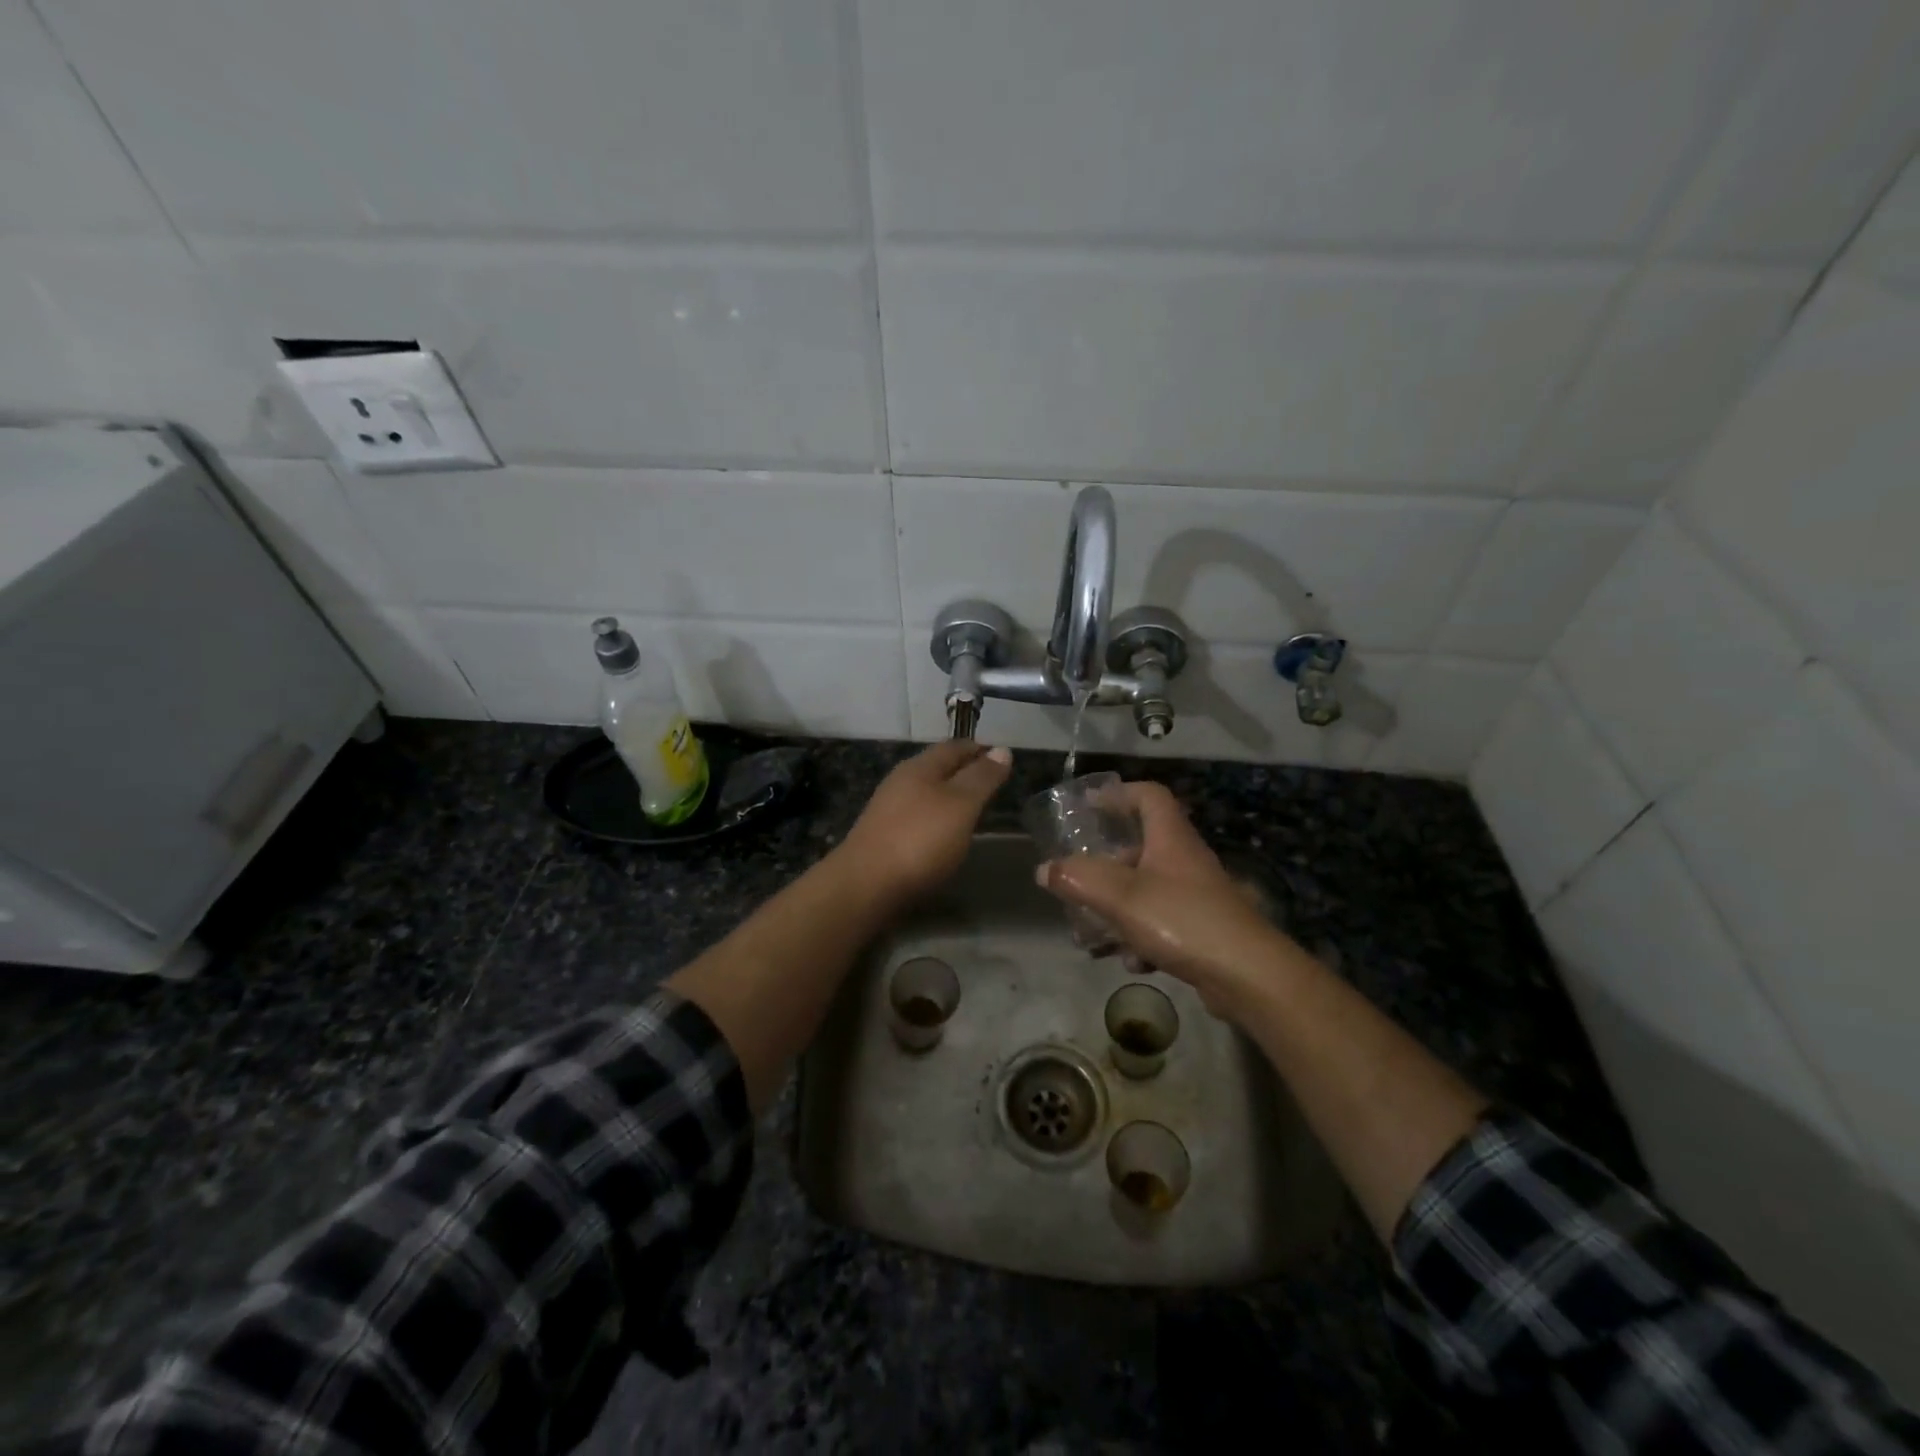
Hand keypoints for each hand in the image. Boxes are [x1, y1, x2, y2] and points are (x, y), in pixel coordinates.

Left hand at [837, 741, 1011, 905]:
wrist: (865, 885)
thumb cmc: (919, 839)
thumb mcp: (961, 804)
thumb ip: (982, 778)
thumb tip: (1001, 749)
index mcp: (920, 767)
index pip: (954, 747)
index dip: (979, 749)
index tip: (1002, 756)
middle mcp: (901, 782)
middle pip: (938, 768)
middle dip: (965, 771)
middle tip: (992, 782)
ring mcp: (889, 810)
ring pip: (927, 793)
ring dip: (950, 796)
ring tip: (974, 808)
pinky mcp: (884, 836)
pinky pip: (918, 817)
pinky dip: (937, 818)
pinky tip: (946, 834)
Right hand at [1035, 781, 1295, 1015]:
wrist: (1248, 975)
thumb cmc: (1183, 920)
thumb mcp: (1121, 897)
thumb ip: (1079, 879)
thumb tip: (1045, 869)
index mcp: (1170, 838)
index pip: (1148, 795)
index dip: (1118, 794)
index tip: (1088, 806)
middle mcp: (1185, 860)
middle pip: (1140, 848)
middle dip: (1105, 867)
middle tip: (1078, 883)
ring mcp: (1197, 896)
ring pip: (1146, 891)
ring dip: (1117, 910)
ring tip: (1092, 935)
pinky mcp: (1203, 930)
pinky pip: (1162, 924)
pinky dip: (1141, 938)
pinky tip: (1132, 962)